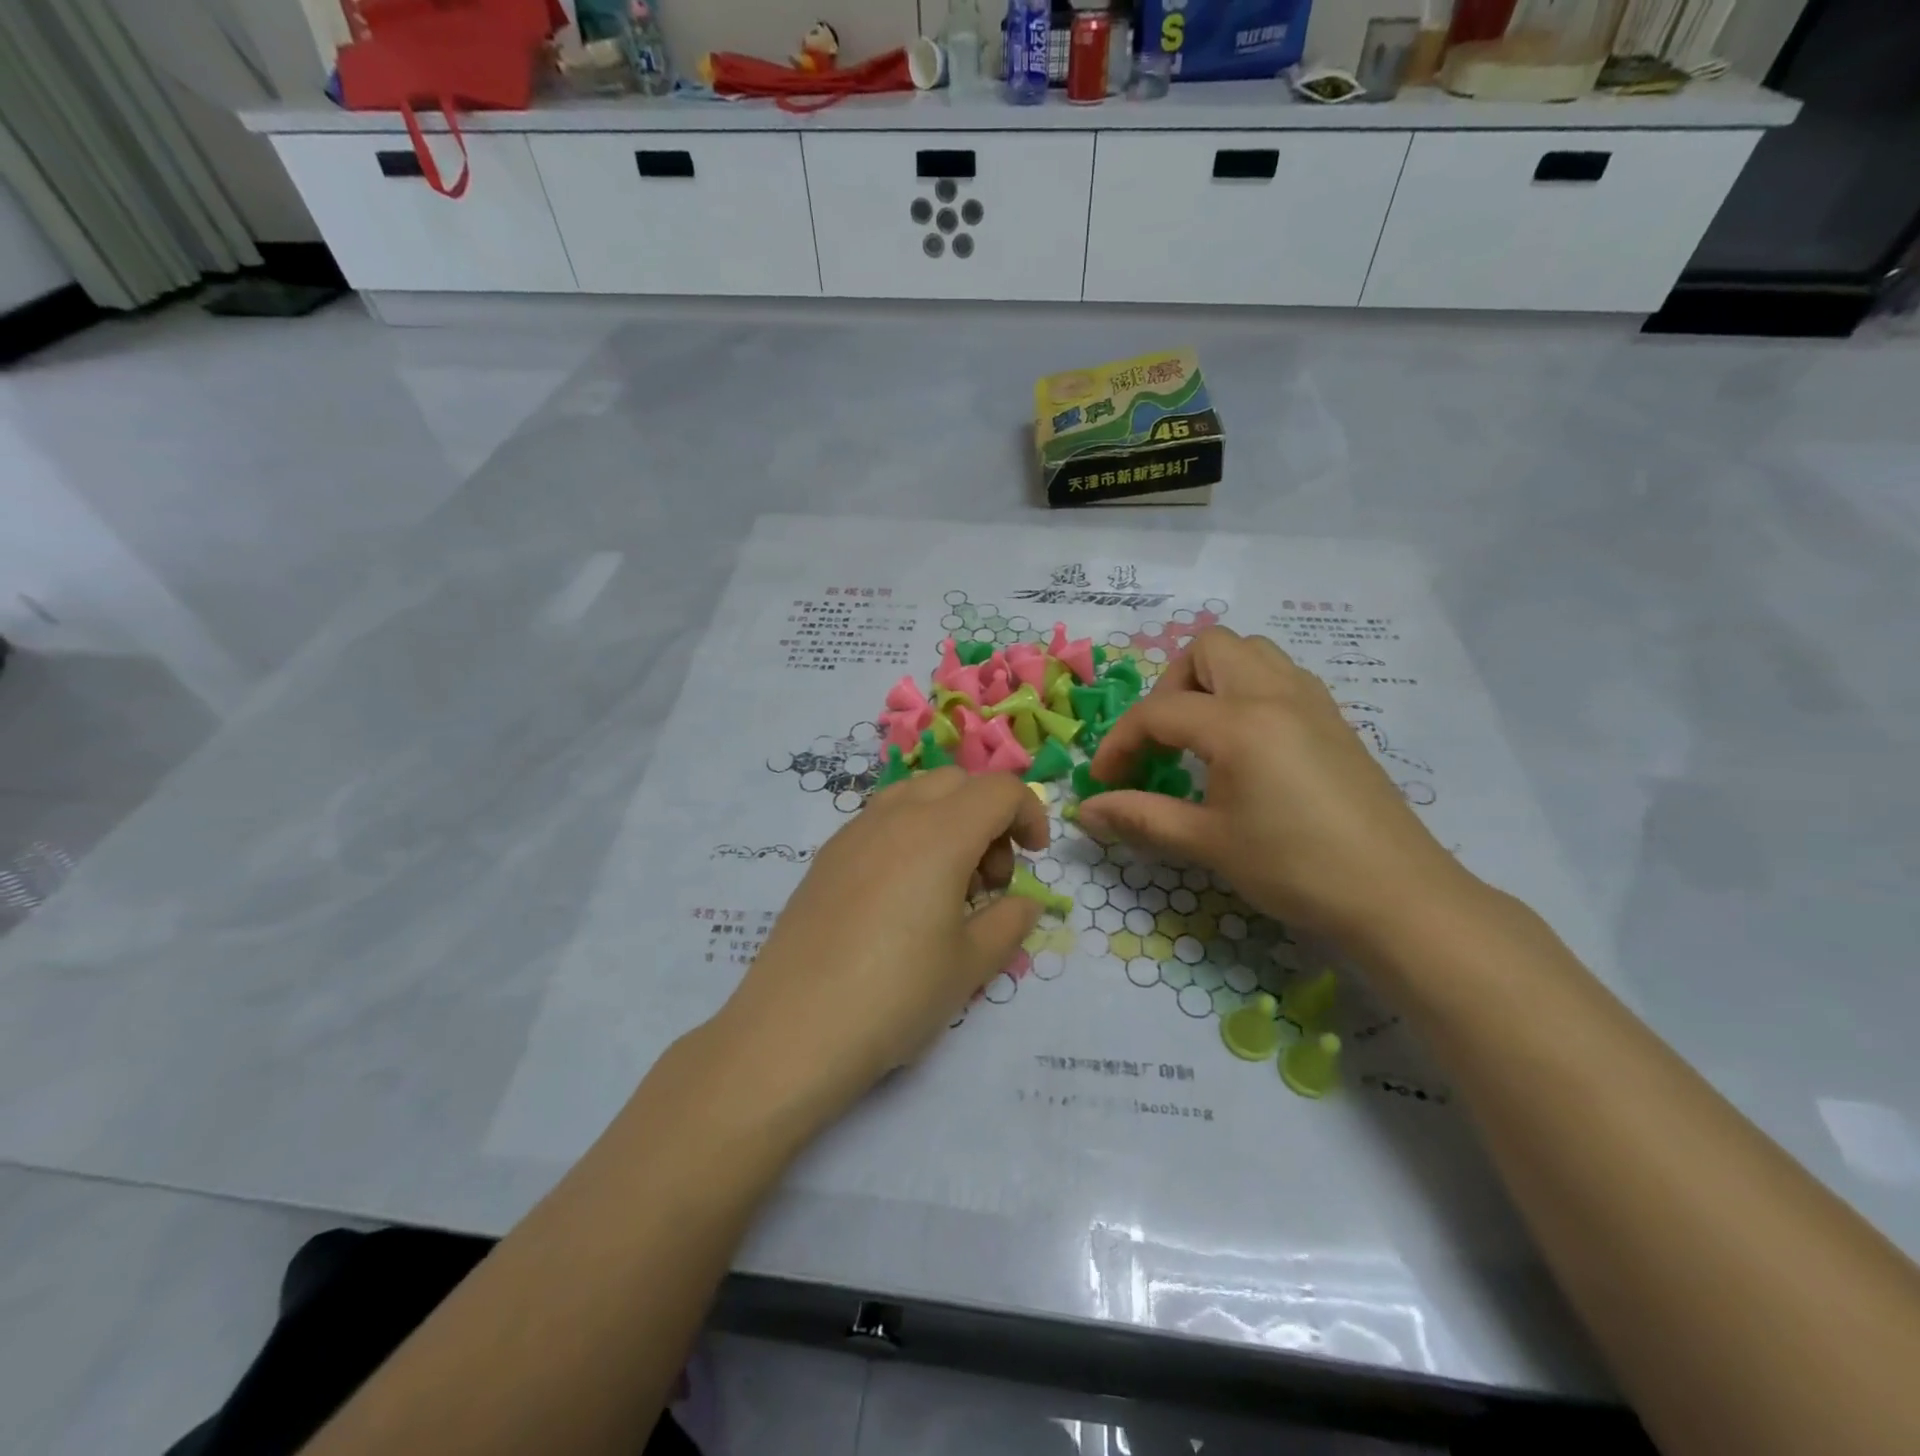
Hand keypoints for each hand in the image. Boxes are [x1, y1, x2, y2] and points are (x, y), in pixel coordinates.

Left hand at [711, 769, 1049, 1124]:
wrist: (793, 1030)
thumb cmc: (896, 995)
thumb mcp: (969, 965)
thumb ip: (1008, 924)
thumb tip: (1024, 903)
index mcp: (940, 833)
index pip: (999, 790)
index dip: (1030, 814)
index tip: (1035, 858)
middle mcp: (895, 817)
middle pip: (957, 783)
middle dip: (988, 816)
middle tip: (991, 879)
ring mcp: (853, 833)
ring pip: (915, 795)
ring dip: (947, 821)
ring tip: (948, 887)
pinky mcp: (825, 858)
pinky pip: (880, 822)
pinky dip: (909, 836)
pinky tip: (902, 898)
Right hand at [1077, 627, 1475, 947]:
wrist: (1397, 895)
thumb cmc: (1295, 867)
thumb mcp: (1208, 843)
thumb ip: (1141, 818)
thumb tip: (1085, 812)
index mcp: (1240, 722)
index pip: (1158, 712)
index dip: (1119, 744)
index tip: (1104, 782)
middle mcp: (1275, 694)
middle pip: (1207, 649)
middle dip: (1170, 688)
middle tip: (1162, 742)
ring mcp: (1312, 701)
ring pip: (1250, 653)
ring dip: (1212, 680)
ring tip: (1201, 735)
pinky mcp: (1334, 719)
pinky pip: (1280, 676)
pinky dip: (1248, 691)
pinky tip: (1246, 746)